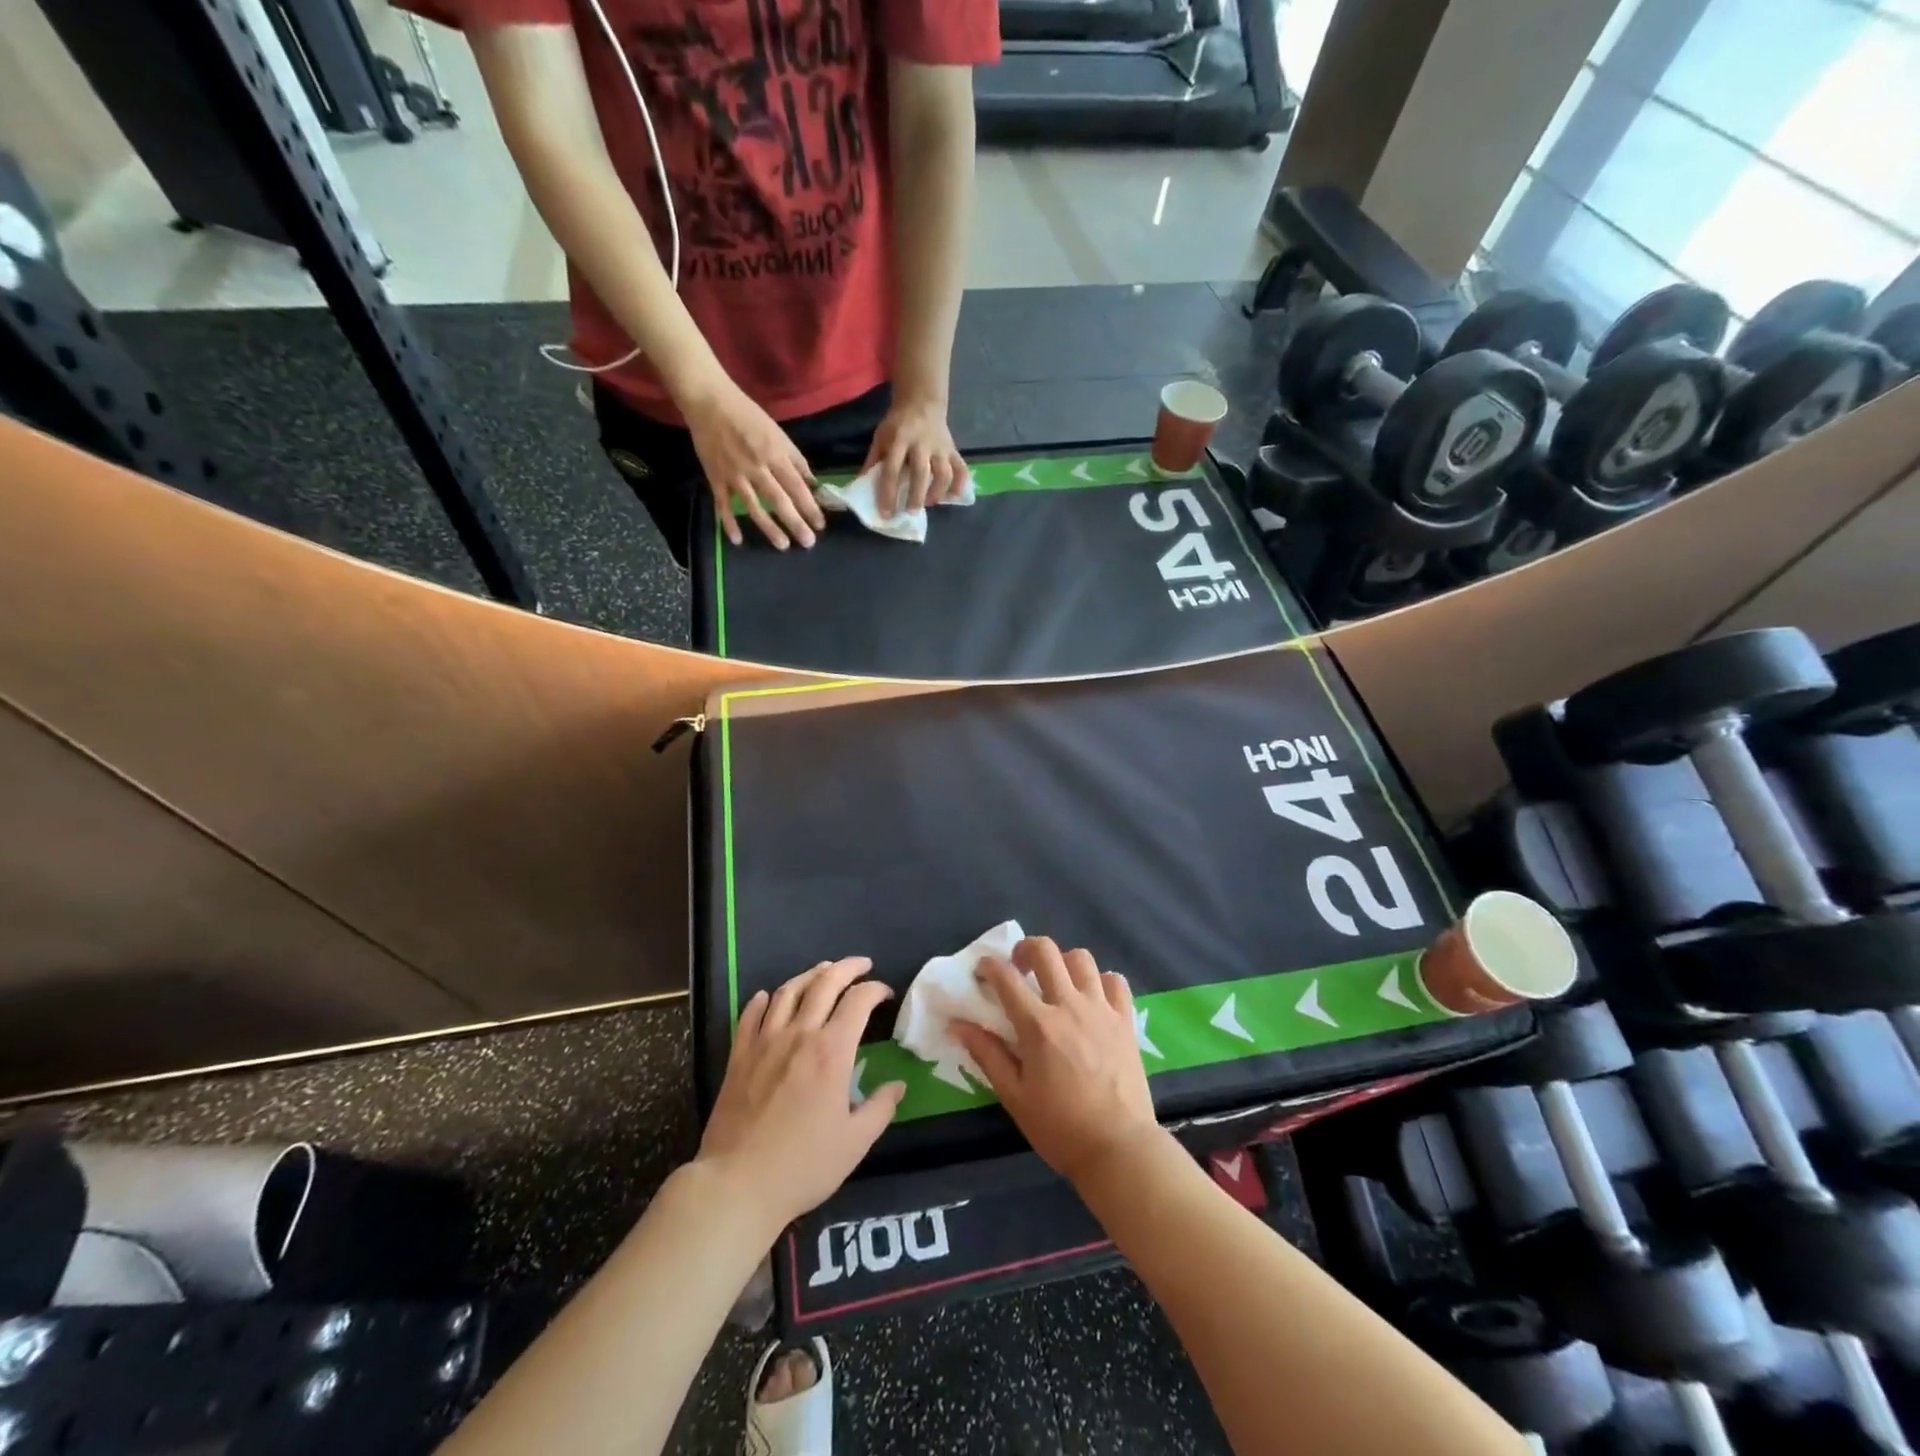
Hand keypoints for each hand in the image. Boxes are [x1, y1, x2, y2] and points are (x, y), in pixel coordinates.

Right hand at [683, 380, 824, 549]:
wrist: (709, 401)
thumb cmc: (748, 415)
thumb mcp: (778, 433)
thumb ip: (796, 460)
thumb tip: (813, 484)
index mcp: (774, 454)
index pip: (797, 486)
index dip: (810, 506)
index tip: (820, 524)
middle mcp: (756, 467)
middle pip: (779, 500)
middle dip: (795, 522)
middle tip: (808, 542)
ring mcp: (734, 475)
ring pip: (753, 507)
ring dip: (769, 528)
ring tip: (782, 545)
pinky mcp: (715, 478)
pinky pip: (722, 504)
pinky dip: (728, 523)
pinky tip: (737, 540)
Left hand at [696, 957, 905, 1230]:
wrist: (738, 1184)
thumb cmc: (804, 1165)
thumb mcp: (855, 1142)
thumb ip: (880, 1108)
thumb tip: (897, 1085)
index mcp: (832, 1051)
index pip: (858, 1001)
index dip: (875, 990)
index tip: (885, 994)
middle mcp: (800, 1034)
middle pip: (824, 983)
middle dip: (847, 968)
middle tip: (861, 965)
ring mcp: (765, 1042)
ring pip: (789, 991)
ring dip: (809, 975)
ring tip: (822, 971)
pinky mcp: (739, 1056)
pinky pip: (750, 1015)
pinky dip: (763, 1000)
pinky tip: (769, 997)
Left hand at [864, 396, 967, 516]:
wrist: (921, 402)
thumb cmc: (897, 425)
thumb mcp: (881, 437)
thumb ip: (873, 461)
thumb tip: (862, 487)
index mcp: (899, 440)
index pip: (892, 469)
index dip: (888, 493)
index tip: (886, 513)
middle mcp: (921, 443)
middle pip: (921, 473)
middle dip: (916, 495)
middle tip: (910, 513)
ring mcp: (940, 447)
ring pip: (944, 472)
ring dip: (938, 491)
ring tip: (930, 503)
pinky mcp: (953, 450)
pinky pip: (961, 469)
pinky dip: (960, 485)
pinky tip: (953, 497)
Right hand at [953, 937, 1160, 1184]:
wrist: (1118, 1148)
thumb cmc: (1060, 1127)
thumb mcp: (1014, 1096)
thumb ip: (987, 1055)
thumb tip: (957, 1025)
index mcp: (1037, 1025)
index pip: (1006, 978)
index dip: (988, 967)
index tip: (982, 972)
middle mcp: (1069, 1006)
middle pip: (1045, 950)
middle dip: (1025, 949)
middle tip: (1019, 968)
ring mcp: (1101, 1009)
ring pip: (1081, 958)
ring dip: (1063, 962)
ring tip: (1057, 982)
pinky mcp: (1125, 1020)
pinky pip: (1115, 981)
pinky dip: (1101, 981)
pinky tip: (1093, 998)